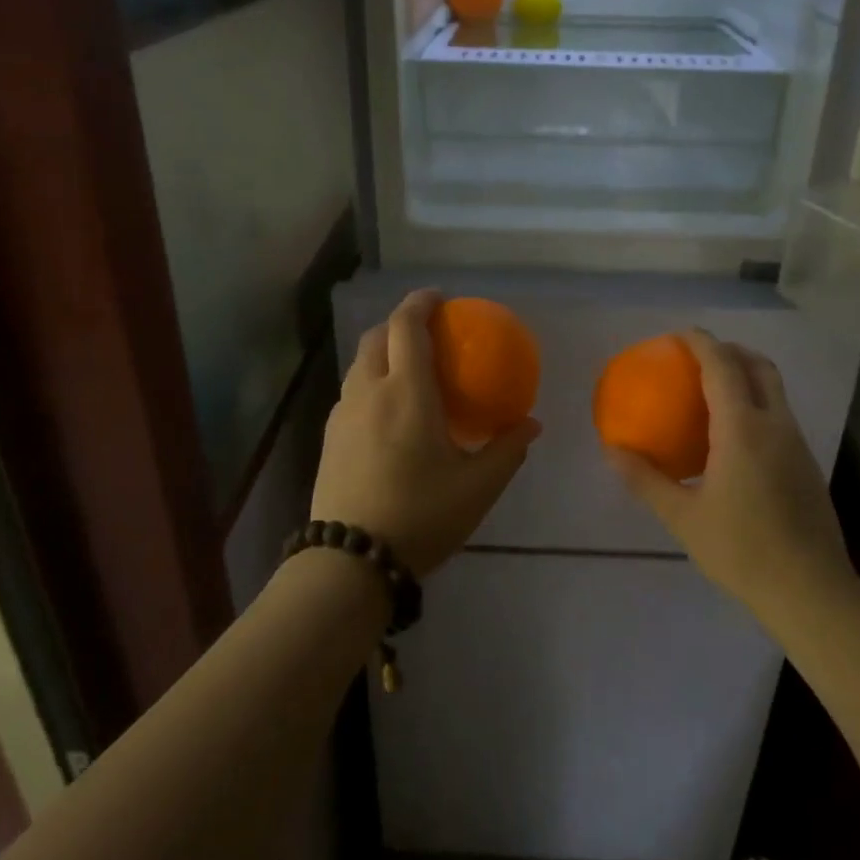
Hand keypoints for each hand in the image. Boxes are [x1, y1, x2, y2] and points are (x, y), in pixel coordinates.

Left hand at [312, 290, 541, 577]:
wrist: (350, 560)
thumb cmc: (421, 515)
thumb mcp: (478, 486)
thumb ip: (508, 449)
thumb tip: (531, 424)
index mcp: (406, 392)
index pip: (407, 326)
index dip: (421, 303)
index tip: (439, 298)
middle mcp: (369, 391)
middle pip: (377, 336)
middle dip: (399, 323)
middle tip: (426, 332)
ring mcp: (342, 413)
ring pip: (360, 363)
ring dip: (382, 352)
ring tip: (408, 371)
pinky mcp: (328, 437)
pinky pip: (351, 391)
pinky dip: (371, 381)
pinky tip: (387, 412)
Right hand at [605, 330, 854, 609]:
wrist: (811, 591)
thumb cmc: (741, 550)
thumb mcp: (682, 518)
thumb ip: (645, 480)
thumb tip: (612, 450)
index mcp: (743, 429)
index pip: (722, 367)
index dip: (701, 342)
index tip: (679, 334)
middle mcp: (775, 425)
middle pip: (759, 366)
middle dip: (730, 350)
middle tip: (699, 356)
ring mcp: (797, 443)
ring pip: (775, 389)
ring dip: (747, 374)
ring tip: (714, 389)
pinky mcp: (806, 463)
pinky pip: (779, 414)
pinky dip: (757, 402)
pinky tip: (734, 435)